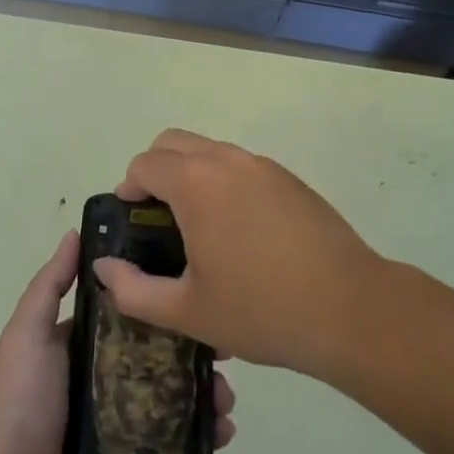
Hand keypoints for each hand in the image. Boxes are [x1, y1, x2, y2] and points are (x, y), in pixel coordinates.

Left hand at [0, 230, 236, 453]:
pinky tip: (222, 434)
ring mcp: (122, 423)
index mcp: (87, 345)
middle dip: (197, 353)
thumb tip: (76, 232)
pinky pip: (174, 445)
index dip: (166, 304)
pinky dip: (201, 439)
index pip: (136, 314)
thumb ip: (50, 286)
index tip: (200, 293)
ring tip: (226, 400)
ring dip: (205, 395)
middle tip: (226, 354)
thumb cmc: (17, 402)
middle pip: (163, 356)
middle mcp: (108, 378)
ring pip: (175, 399)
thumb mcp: (28, 334)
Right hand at [99, 130, 386, 376]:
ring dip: (192, 175)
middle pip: (174, 142)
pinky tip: (240, 234)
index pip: (145, 163)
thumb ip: (134, 290)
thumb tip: (104, 268)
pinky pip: (242, 167)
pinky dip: (225, 183)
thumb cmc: (261, 309)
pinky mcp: (290, 179)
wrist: (349, 309)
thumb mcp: (188, 311)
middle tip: (158, 219)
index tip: (132, 221)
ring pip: (210, 151)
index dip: (128, 188)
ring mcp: (263, 166)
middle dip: (155, 171)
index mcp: (195, 183)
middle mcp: (227, 160)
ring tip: (199, 228)